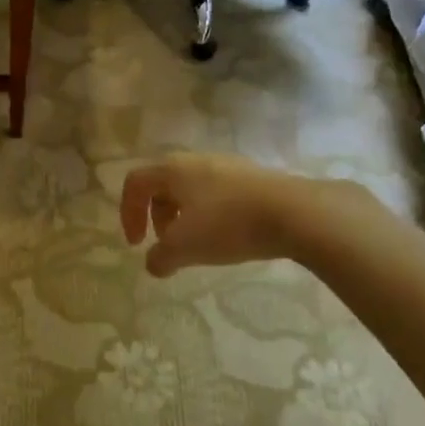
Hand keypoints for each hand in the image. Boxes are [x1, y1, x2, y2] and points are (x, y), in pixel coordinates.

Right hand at [121, 153, 370, 277]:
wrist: (296, 213)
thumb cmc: (228, 224)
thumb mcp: (184, 248)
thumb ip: (160, 258)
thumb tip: (154, 264)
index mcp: (172, 169)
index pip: (135, 183)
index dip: (128, 213)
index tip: (138, 244)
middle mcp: (196, 160)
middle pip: (162, 184)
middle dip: (157, 216)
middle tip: (166, 244)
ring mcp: (228, 165)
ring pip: (191, 189)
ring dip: (184, 216)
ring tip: (198, 243)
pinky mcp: (254, 177)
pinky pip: (218, 193)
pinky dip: (210, 213)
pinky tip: (227, 236)